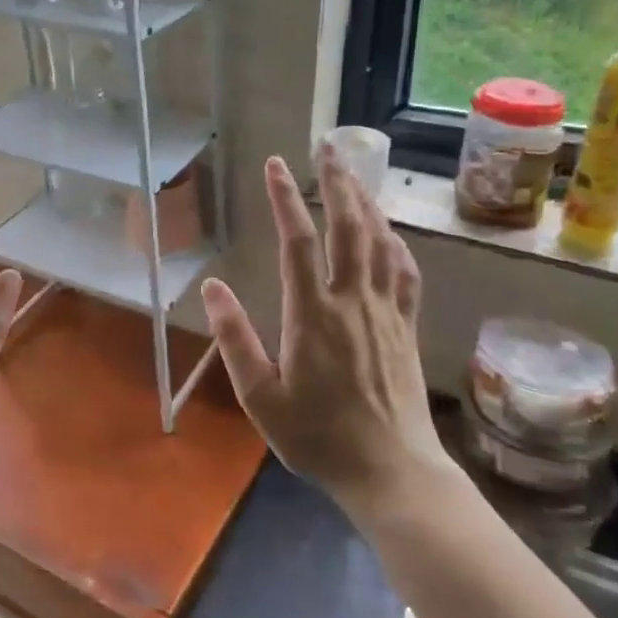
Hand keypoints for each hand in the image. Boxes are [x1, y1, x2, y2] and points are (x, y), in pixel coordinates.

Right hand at [200, 148, 452, 516]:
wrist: (391, 471)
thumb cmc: (318, 437)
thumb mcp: (261, 397)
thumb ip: (235, 339)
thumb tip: (211, 287)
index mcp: (313, 314)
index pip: (298, 241)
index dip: (285, 197)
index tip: (275, 163)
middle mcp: (353, 301)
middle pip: (349, 226)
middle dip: (337, 181)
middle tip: (327, 145)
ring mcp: (386, 311)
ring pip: (380, 241)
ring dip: (366, 201)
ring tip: (354, 172)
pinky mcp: (406, 326)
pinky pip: (405, 271)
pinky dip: (395, 242)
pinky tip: (387, 230)